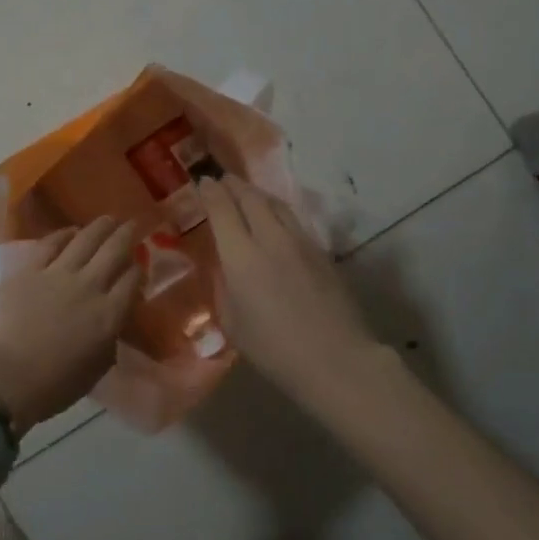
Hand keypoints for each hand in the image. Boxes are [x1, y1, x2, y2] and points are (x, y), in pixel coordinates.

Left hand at [0, 217, 139, 429]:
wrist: (4, 377)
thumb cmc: (52, 386)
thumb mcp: (96, 369)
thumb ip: (108, 341)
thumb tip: (110, 326)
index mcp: (109, 315)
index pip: (132, 281)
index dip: (138, 270)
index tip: (139, 266)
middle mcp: (89, 287)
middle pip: (114, 251)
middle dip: (127, 235)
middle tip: (133, 225)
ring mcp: (58, 274)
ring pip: (85, 240)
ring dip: (100, 227)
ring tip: (108, 219)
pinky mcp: (29, 270)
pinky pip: (51, 244)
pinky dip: (63, 234)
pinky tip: (71, 230)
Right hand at [200, 175, 382, 402]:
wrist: (336, 359)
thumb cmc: (275, 350)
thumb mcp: (234, 324)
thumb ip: (224, 289)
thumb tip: (224, 268)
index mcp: (241, 257)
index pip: (222, 210)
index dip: (210, 192)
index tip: (203, 182)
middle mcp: (270, 239)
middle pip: (250, 198)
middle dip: (233, 185)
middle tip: (223, 180)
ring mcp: (300, 242)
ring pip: (276, 204)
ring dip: (257, 194)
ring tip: (247, 193)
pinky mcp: (322, 252)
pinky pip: (294, 220)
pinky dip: (277, 211)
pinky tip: (275, 219)